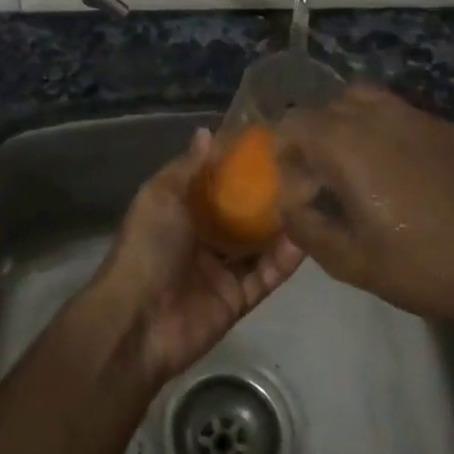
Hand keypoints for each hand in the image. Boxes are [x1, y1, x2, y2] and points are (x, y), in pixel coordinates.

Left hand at [85, 130, 304, 385]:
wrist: (138, 321)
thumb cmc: (148, 247)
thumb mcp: (161, 197)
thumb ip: (189, 168)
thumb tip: (207, 132)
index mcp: (181, 210)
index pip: (215, 182)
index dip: (238, 164)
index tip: (270, 142)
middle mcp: (203, 236)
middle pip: (241, 212)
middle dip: (268, 194)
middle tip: (304, 170)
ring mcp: (222, 269)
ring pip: (259, 243)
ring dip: (282, 225)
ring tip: (315, 199)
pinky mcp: (238, 299)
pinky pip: (267, 275)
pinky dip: (286, 259)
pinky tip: (309, 238)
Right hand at [274, 84, 453, 332]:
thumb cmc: (421, 267)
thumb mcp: (348, 261)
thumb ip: (305, 227)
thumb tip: (291, 205)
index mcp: (347, 143)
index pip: (294, 123)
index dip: (285, 153)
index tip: (300, 189)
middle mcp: (381, 116)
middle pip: (329, 107)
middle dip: (317, 139)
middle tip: (328, 182)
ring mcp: (423, 117)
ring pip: (370, 101)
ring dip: (353, 126)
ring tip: (365, 170)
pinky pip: (408, 117)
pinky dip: (393, 135)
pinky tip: (412, 177)